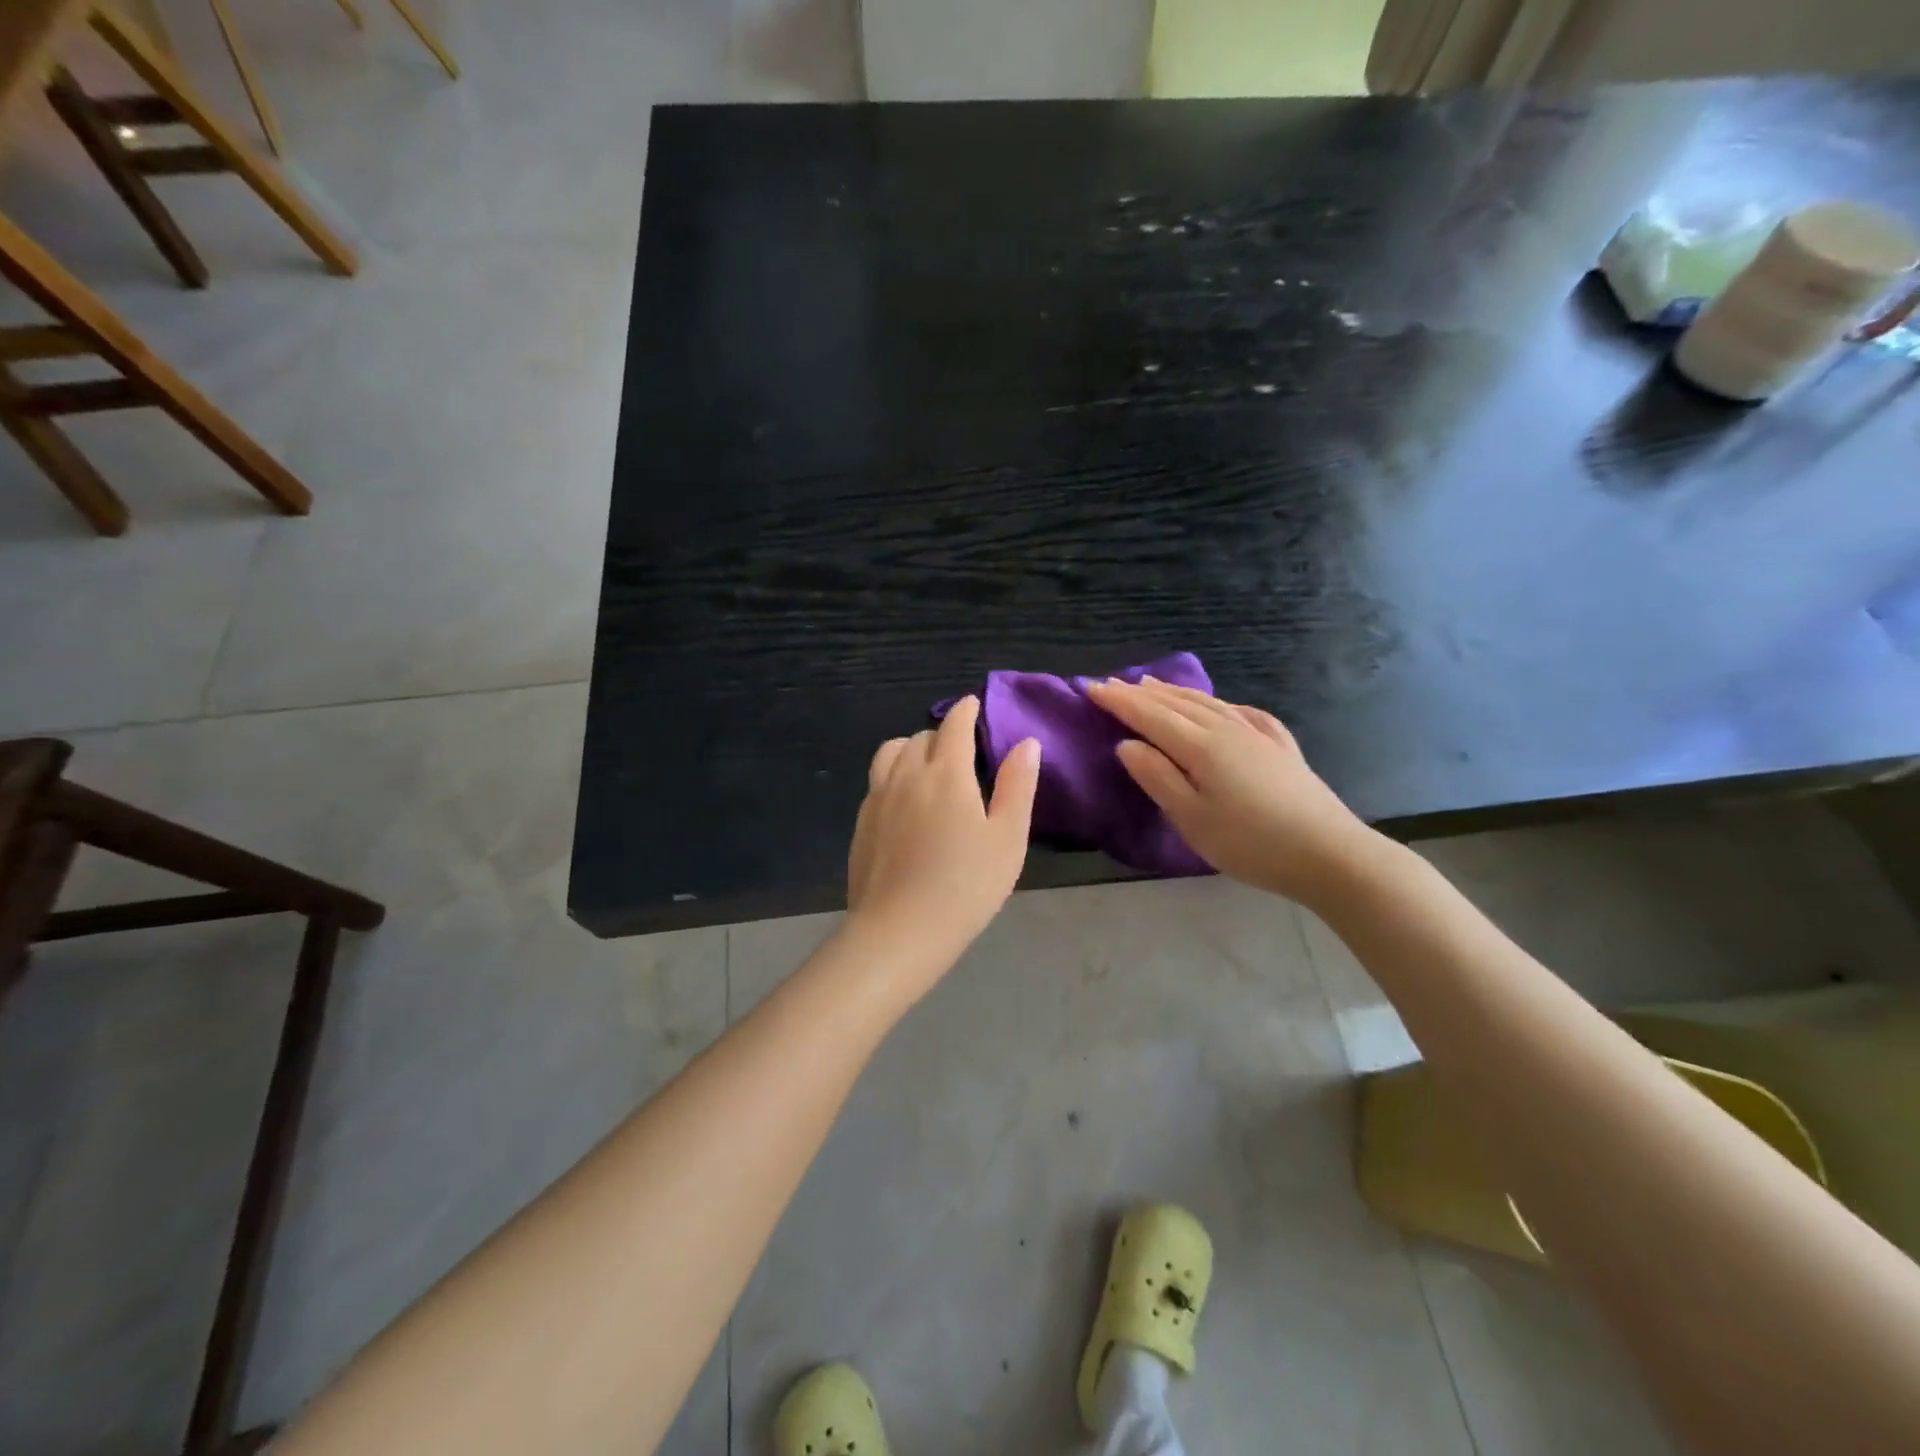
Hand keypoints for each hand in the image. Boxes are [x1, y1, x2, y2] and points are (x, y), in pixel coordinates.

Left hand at [844, 696, 1040, 987]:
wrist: (900, 930)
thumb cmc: (965, 886)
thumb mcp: (1007, 839)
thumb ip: (1017, 786)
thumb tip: (1026, 743)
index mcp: (947, 774)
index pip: (954, 726)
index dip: (966, 710)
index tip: (973, 704)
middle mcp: (907, 775)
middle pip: (922, 737)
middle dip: (943, 734)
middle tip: (961, 750)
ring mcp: (878, 798)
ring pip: (891, 752)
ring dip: (911, 748)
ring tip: (927, 766)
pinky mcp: (861, 822)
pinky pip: (877, 780)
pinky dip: (894, 774)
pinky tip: (904, 800)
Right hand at [1086, 677, 1379, 907]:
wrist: (1329, 854)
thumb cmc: (1250, 842)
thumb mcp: (1192, 818)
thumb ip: (1157, 778)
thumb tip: (1126, 745)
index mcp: (1200, 746)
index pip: (1149, 715)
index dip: (1118, 701)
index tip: (1091, 687)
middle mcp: (1227, 729)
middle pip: (1176, 703)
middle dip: (1141, 693)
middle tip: (1111, 683)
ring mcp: (1257, 735)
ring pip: (1208, 703)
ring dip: (1175, 692)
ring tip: (1152, 684)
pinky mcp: (1280, 747)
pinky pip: (1241, 712)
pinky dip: (1219, 704)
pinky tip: (1221, 706)